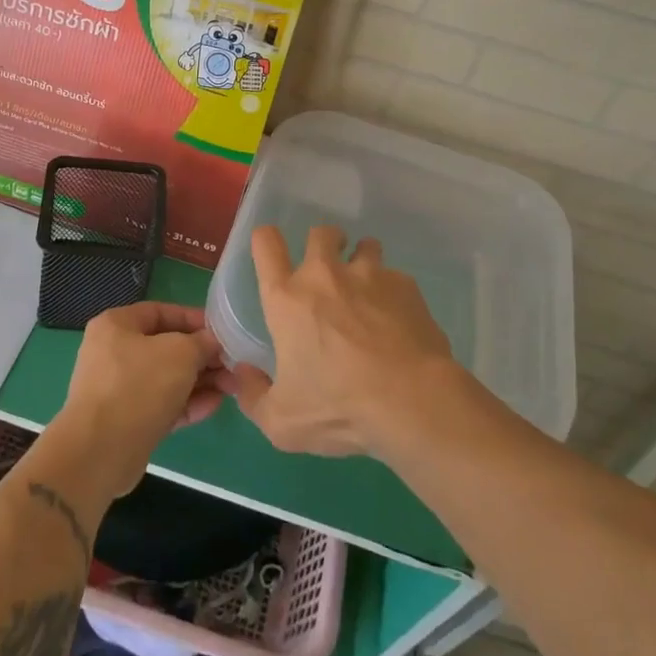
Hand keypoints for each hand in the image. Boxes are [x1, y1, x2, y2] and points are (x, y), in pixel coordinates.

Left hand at [50, 301, 227, 498]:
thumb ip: (201, 342)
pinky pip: (161, 405)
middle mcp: (113, 353)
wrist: (100, 451)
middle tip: (232, 364)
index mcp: (116, 326)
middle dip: (201, 356)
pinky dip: (186, 404)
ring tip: (231, 387)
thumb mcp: (180, 353)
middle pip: (165, 347)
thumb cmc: (139, 386)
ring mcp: (119, 389)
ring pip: (166, 379)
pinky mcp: (127, 421)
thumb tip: (212, 342)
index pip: (160, 312)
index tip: (222, 330)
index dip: (193, 319)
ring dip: (199, 381)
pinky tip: (214, 406)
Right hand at [228, 224, 462, 458]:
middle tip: (330, 272)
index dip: (266, 241)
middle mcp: (325, 275)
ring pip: (364, 246)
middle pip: (320, 233)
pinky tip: (400, 323)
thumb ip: (254, 397)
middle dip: (324, 243)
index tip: (273, 252)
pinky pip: (396, 278)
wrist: (411, 402)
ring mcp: (369, 275)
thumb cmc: (338, 408)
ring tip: (369, 293)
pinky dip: (394, 293)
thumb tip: (243, 374)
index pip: (266, 244)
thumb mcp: (282, 422)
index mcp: (287, 298)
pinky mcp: (406, 286)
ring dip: (362, 262)